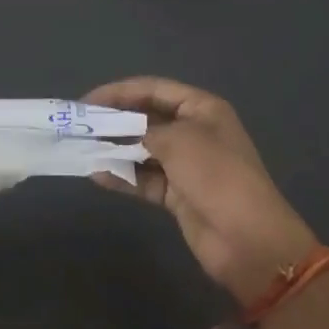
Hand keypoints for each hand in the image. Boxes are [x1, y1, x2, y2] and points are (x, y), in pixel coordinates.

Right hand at [84, 77, 319, 304]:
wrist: (248, 240)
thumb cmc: (216, 175)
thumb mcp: (179, 141)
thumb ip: (144, 130)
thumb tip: (121, 134)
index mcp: (201, 108)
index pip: (153, 89)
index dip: (119, 91)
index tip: (87, 101)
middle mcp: (194, 131)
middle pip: (146, 118)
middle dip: (114, 121)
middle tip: (80, 126)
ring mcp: (186, 164)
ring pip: (142, 149)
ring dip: (115, 150)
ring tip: (83, 150)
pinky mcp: (178, 194)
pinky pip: (144, 179)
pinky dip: (123, 177)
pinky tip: (98, 176)